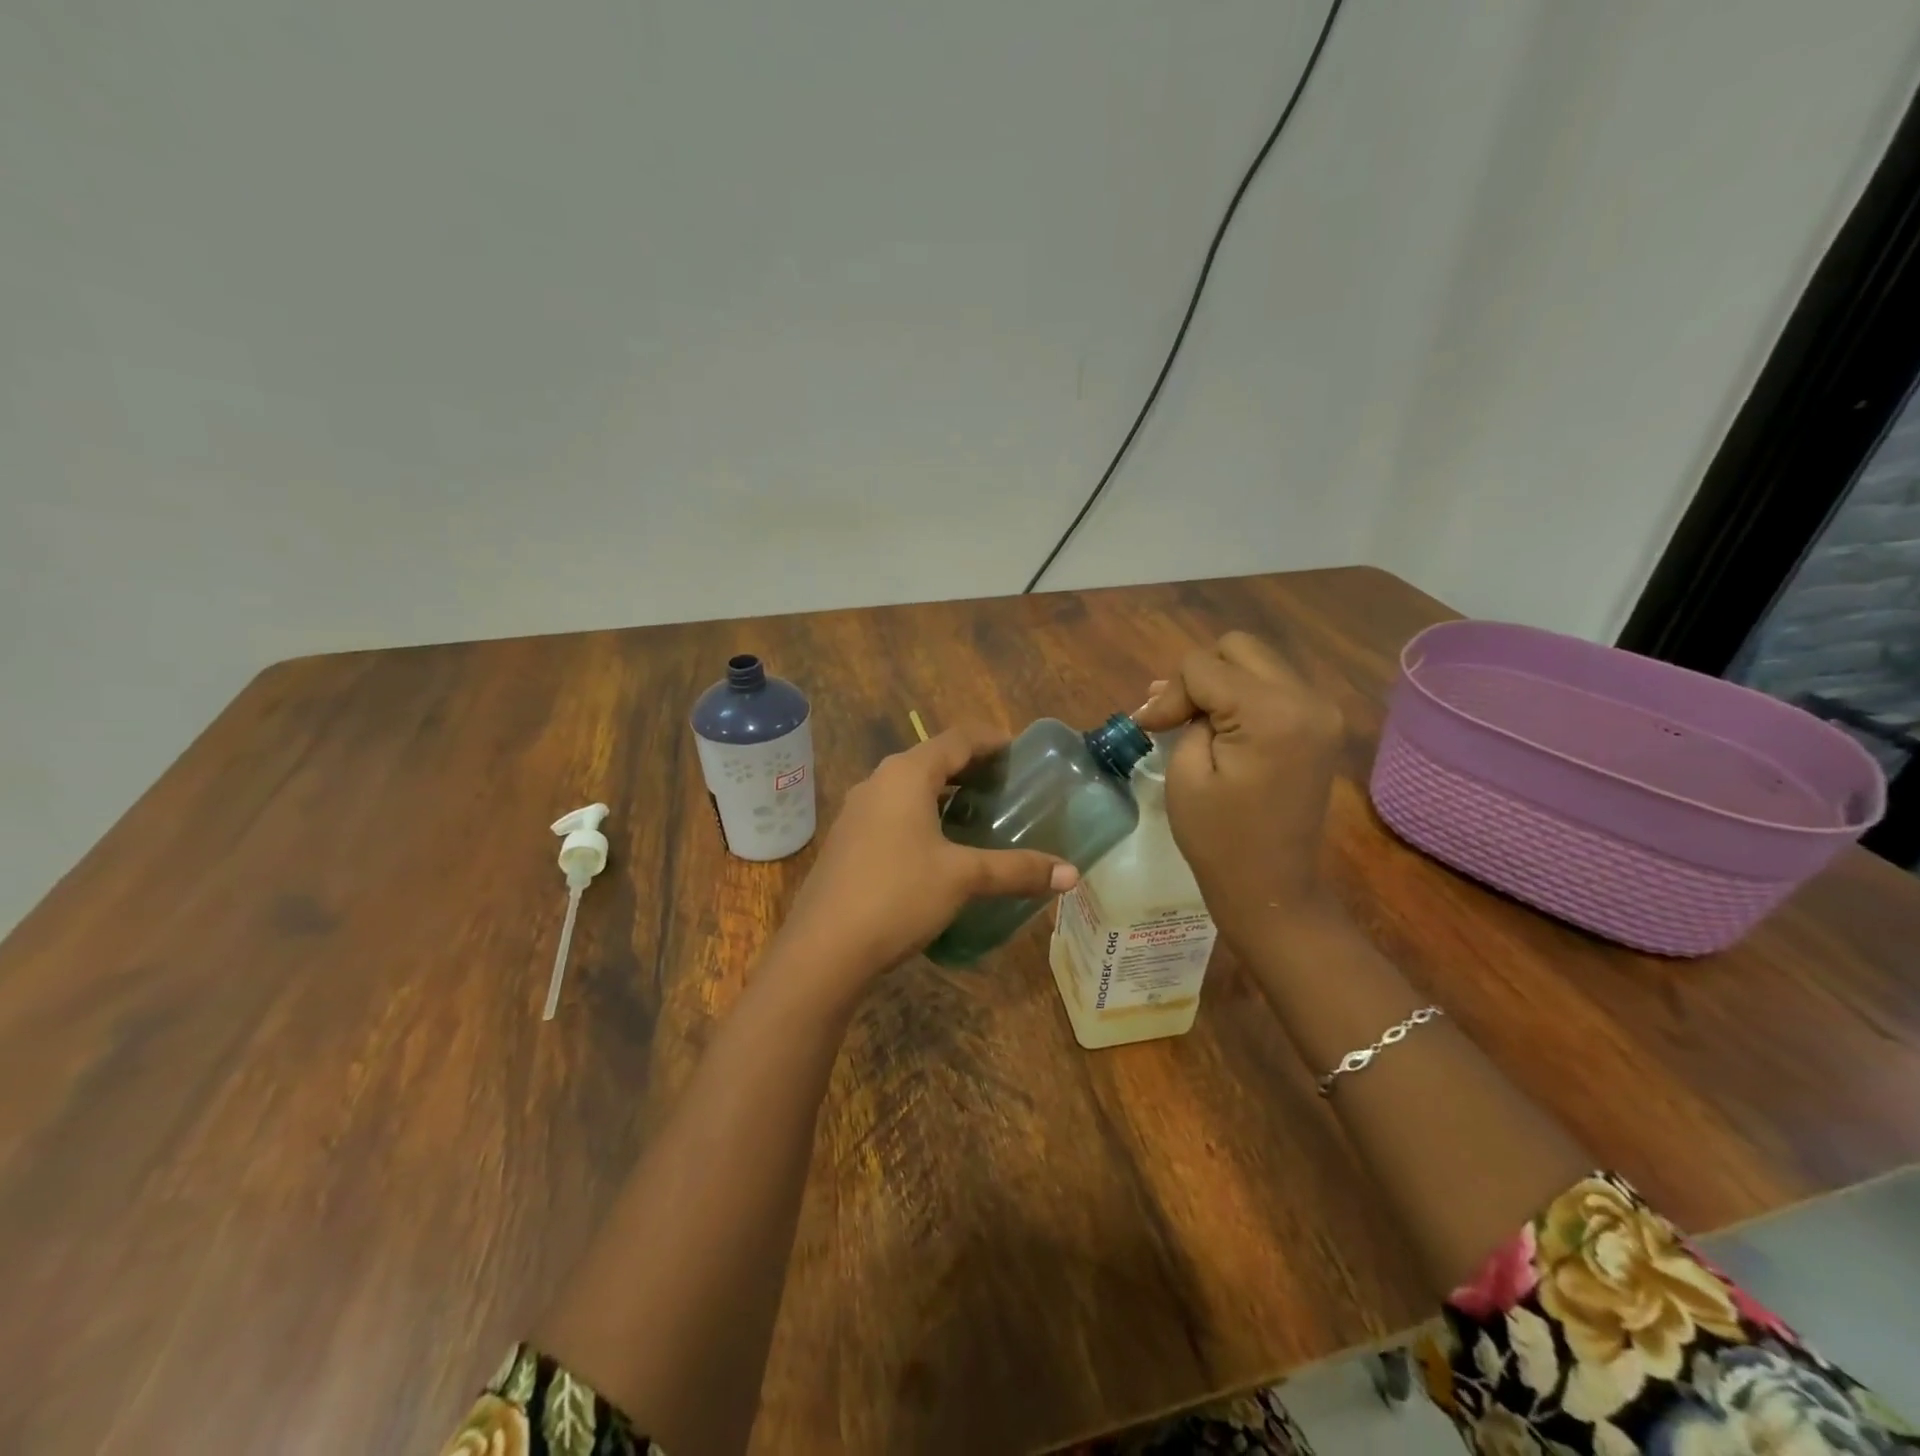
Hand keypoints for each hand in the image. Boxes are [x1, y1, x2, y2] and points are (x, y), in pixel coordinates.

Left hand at [776, 725, 1078, 994]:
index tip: (1020, 752)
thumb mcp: (963, 878)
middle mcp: (878, 782)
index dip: (991, 741)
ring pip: (909, 788)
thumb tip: (1072, 875)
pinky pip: (893, 813)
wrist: (824, 948)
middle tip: (1008, 786)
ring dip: (944, 794)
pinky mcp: (848, 841)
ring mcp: (857, 812)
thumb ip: (1017, 870)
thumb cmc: (897, 895)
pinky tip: (940, 847)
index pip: (957, 739)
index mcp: (906, 775)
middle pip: (932, 760)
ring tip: (980, 814)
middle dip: (970, 768)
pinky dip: (923, 816)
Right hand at [1134, 632, 1343, 945]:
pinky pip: (1274, 687)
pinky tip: (1220, 727)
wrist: (1272, 888)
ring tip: (1189, 721)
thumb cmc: (1218, 839)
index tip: (1149, 730)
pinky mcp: (1320, 725)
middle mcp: (1307, 699)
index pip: (1204, 666)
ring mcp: (1320, 711)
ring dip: (1220, 684)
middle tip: (1174, 719)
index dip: (1168, 693)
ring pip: (1257, 662)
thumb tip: (1173, 694)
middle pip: (1238, 648)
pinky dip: (1242, 697)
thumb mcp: (1186, 772)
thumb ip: (1185, 716)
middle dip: (1198, 678)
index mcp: (1273, 713)